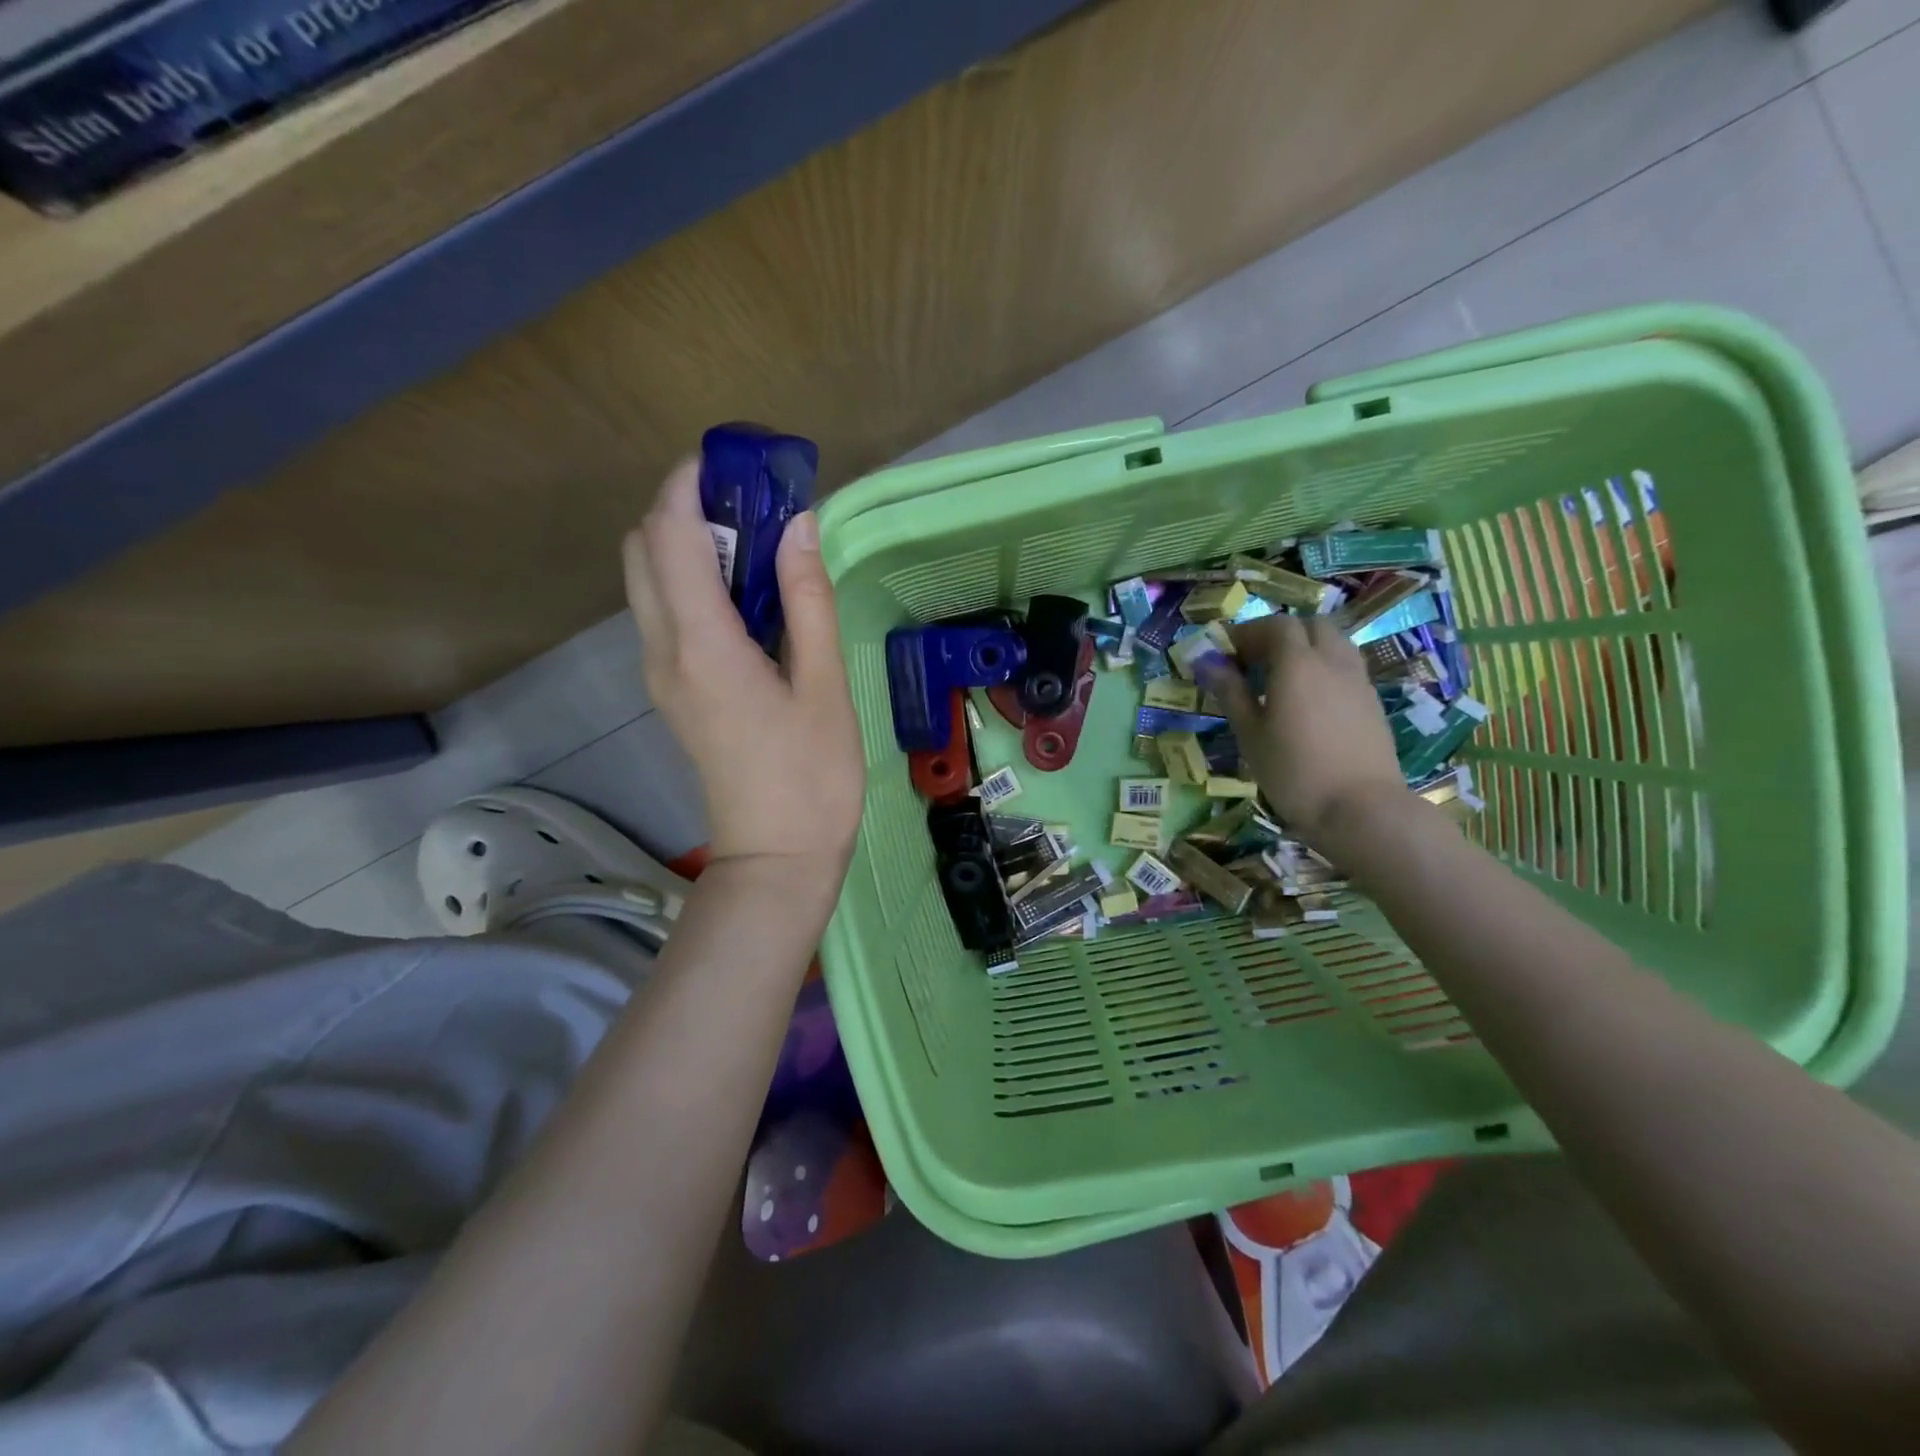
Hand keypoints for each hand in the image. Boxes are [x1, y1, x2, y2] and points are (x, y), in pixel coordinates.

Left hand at [622, 461, 864, 897]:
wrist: (776, 857)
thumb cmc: (811, 777)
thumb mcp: (824, 685)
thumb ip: (807, 600)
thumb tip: (799, 525)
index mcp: (701, 645)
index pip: (669, 533)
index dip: (691, 482)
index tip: (738, 461)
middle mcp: (664, 651)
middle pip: (643, 548)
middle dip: (684, 507)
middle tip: (753, 505)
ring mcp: (661, 674)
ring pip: (648, 580)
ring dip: (687, 543)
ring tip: (756, 543)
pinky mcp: (673, 691)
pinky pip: (665, 613)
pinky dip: (691, 581)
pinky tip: (747, 594)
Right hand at [1200, 615, 1408, 848]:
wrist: (1360, 809)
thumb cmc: (1293, 771)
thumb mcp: (1250, 734)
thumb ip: (1230, 692)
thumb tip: (1206, 662)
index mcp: (1297, 663)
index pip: (1275, 625)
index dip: (1249, 632)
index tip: (1227, 654)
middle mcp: (1332, 661)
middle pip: (1310, 625)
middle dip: (1280, 634)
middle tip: (1255, 662)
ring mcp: (1358, 680)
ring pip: (1333, 643)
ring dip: (1306, 648)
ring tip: (1282, 679)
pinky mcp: (1372, 702)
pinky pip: (1346, 666)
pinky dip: (1324, 668)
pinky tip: (1309, 702)